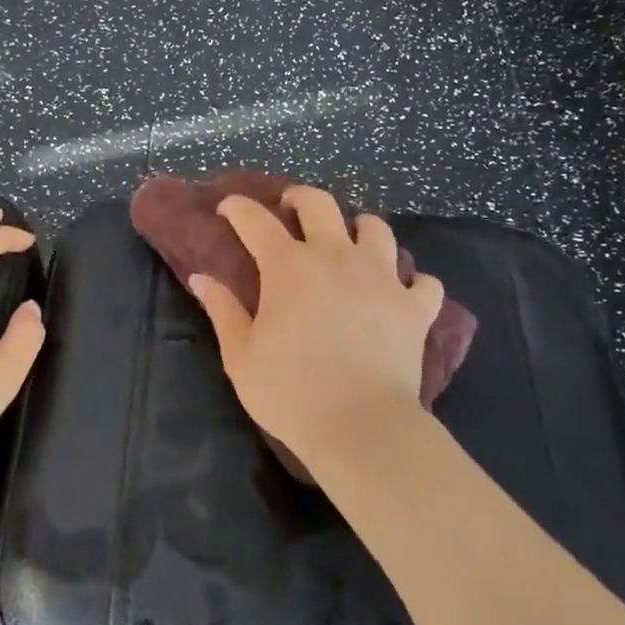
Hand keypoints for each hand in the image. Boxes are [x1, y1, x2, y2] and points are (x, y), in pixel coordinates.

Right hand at [188, 186, 443, 477]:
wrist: (361, 426)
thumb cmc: (290, 391)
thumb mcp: (241, 355)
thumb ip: (222, 310)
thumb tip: (201, 278)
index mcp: (289, 266)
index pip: (256, 221)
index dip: (238, 208)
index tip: (227, 208)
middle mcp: (337, 257)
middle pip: (320, 204)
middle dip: (299, 198)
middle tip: (290, 210)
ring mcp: (382, 278)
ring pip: (376, 229)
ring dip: (359, 229)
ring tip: (350, 243)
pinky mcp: (415, 307)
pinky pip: (423, 280)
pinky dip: (412, 281)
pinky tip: (401, 291)